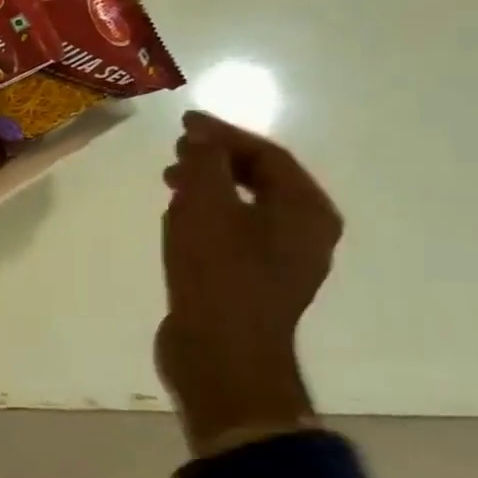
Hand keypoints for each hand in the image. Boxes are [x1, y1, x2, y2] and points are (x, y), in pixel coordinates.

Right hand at [157, 110, 343, 457]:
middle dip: (217, 160)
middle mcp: (306, 234)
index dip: (224, 133)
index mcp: (307, 211)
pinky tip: (178, 220)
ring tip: (170, 182)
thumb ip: (205, 163)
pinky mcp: (255, 283)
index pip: (268, 155)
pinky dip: (209, 216)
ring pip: (247, 207)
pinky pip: (235, 233)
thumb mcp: (206, 207)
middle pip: (262, 180)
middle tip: (176, 150)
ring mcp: (283, 262)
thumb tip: (202, 134)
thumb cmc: (218, 274)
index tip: (184, 122)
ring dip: (210, 188)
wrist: (221, 354)